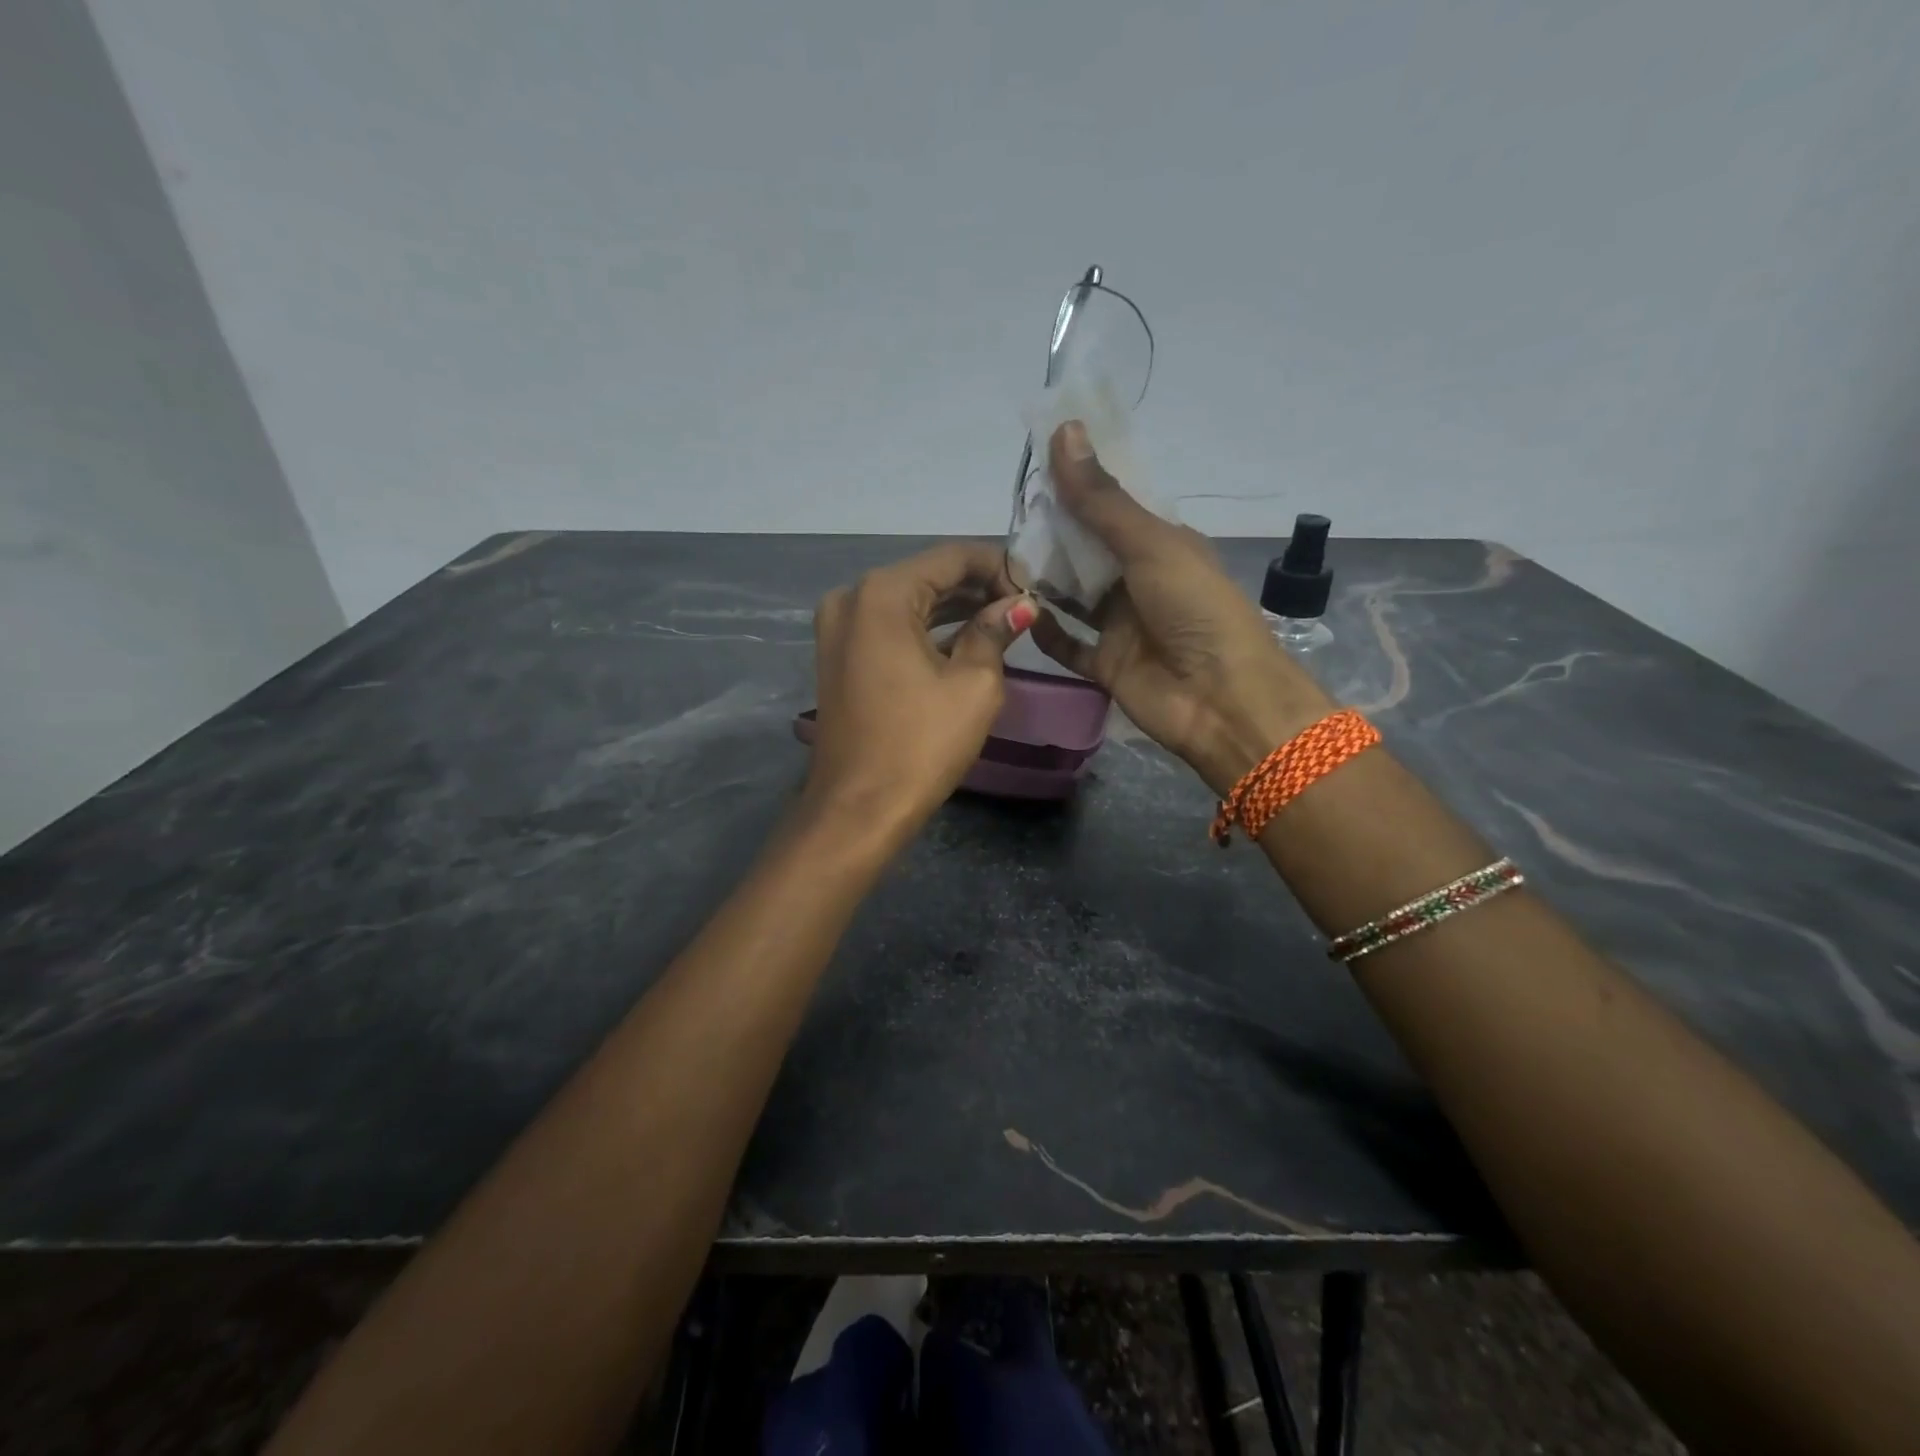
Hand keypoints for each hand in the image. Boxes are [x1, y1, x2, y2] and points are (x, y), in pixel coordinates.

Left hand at [806, 542, 1035, 842]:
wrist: (859, 808)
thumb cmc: (920, 744)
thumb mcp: (973, 685)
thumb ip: (994, 632)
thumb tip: (1019, 606)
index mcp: (883, 594)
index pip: (952, 556)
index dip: (999, 566)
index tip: (1035, 587)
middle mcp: (853, 598)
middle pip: (928, 576)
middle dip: (978, 588)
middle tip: (1024, 607)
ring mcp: (839, 628)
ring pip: (910, 603)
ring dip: (955, 610)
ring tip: (1004, 623)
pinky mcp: (840, 656)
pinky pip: (891, 628)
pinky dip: (927, 631)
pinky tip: (966, 640)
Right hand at [1031, 421, 1334, 794]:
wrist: (1220, 699)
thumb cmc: (1195, 609)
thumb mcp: (1150, 545)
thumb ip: (1101, 500)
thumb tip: (1064, 430)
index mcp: (1161, 545)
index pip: (1112, 506)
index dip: (1078, 486)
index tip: (1035, 464)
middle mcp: (1139, 581)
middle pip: (1087, 551)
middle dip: (1052, 534)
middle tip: (1008, 517)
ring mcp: (1121, 626)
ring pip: (1073, 596)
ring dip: (1044, 581)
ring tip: (1002, 561)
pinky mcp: (1106, 665)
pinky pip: (1067, 645)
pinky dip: (1045, 631)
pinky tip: (1016, 611)